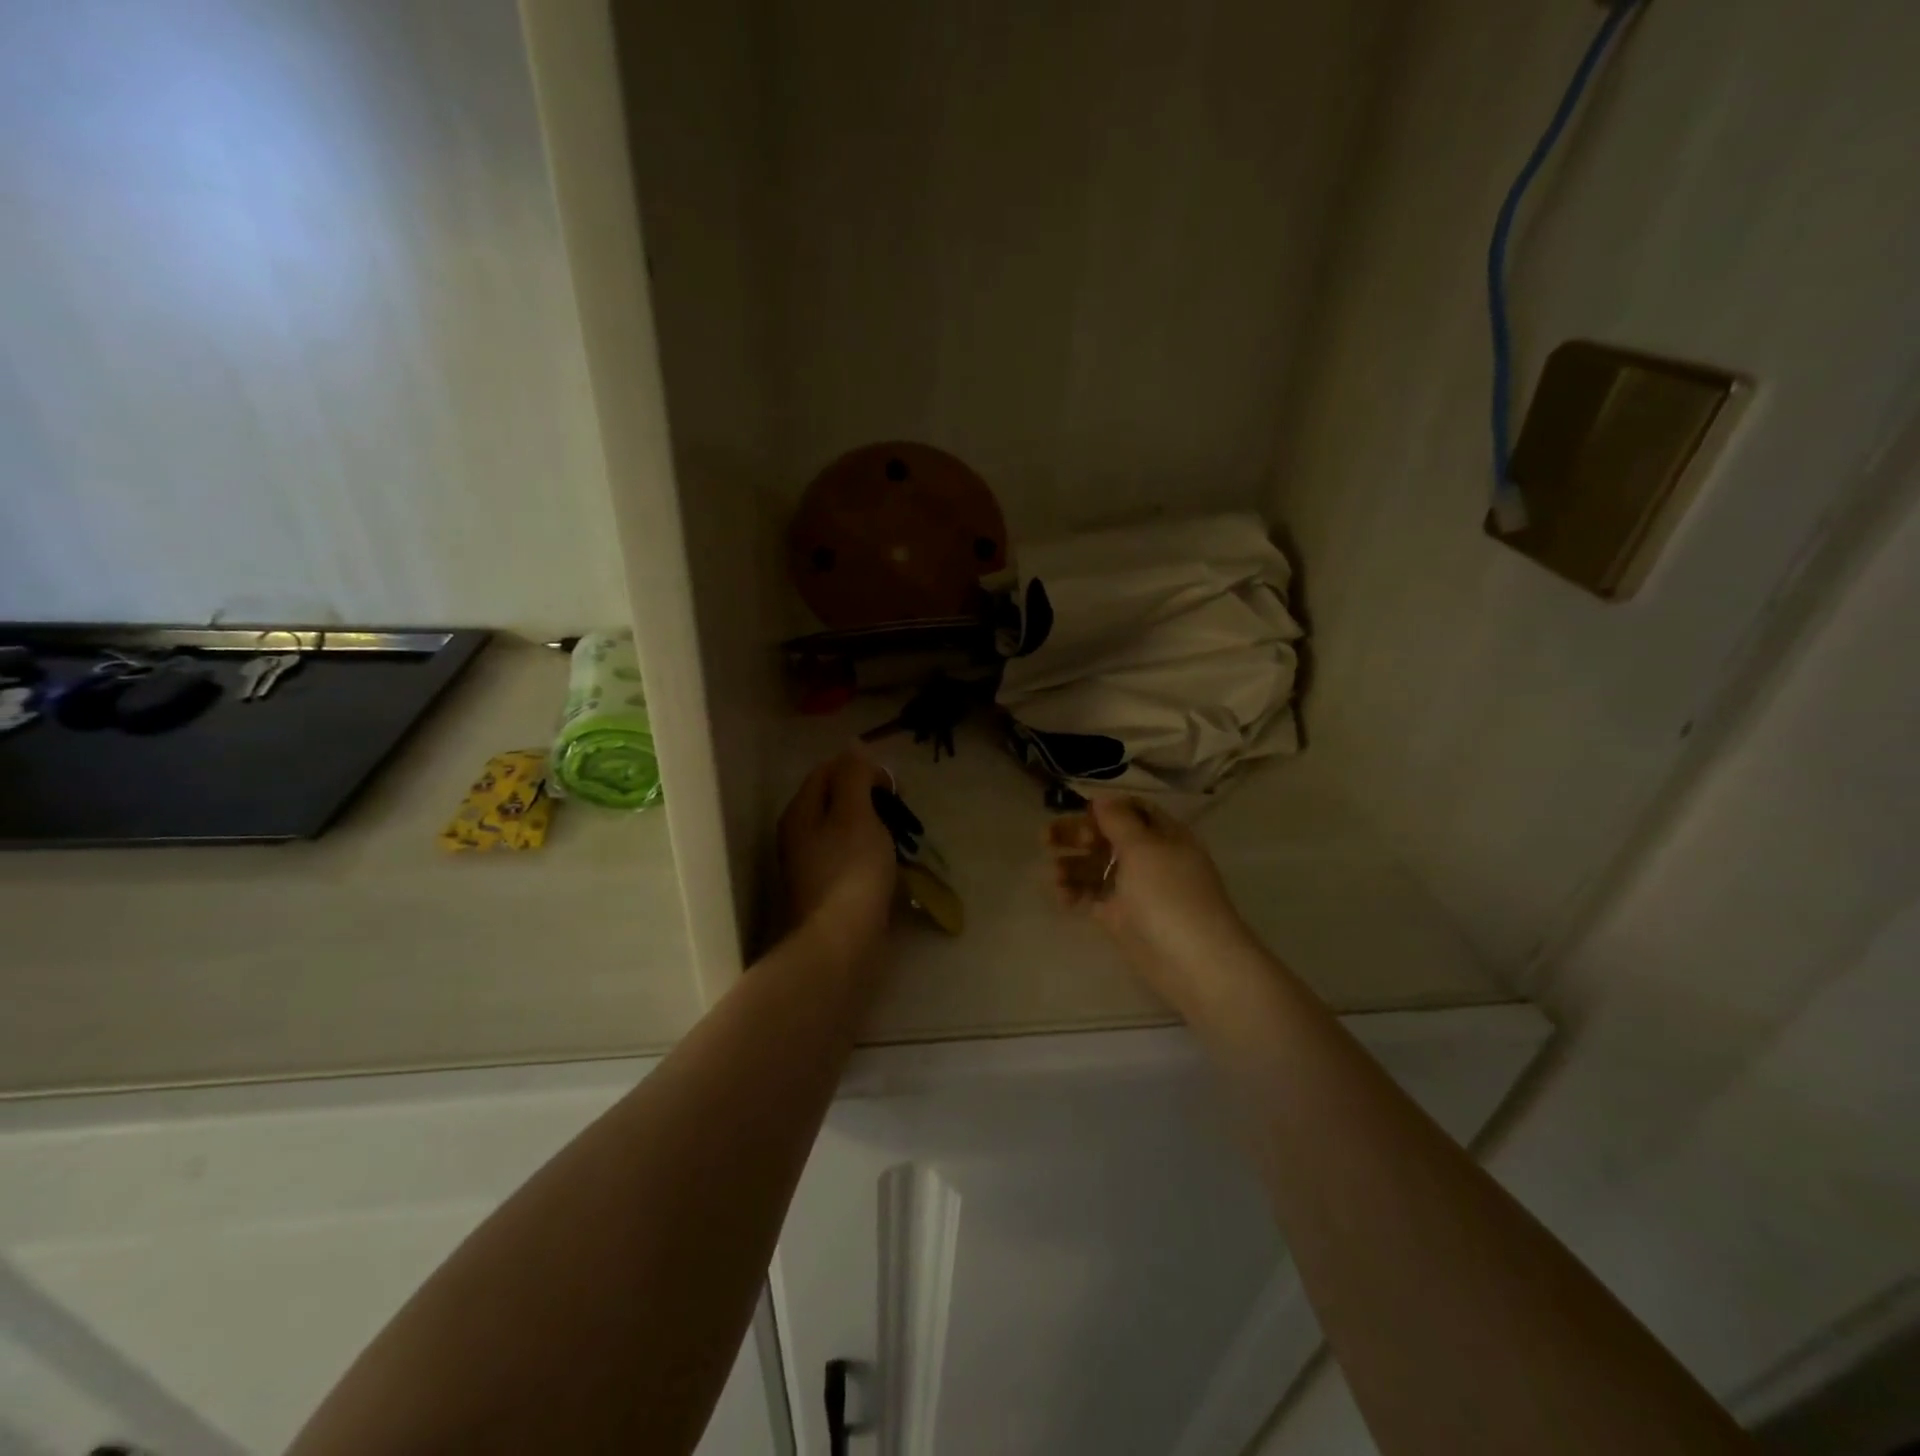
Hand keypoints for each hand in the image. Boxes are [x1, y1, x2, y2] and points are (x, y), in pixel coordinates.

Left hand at [779, 750, 898, 960]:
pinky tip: (892, 866)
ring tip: (902, 839)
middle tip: (901, 812)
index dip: (862, 769)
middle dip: (871, 799)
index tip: (894, 785)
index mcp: (801, 812)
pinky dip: (872, 855)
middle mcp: (800, 836)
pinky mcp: (829, 892)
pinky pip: (852, 859)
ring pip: (846, 831)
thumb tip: (854, 747)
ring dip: (876, 827)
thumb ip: (854, 776)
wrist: (841, 943)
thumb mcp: (855, 813)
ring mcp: (813, 866)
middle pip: (836, 800)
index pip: (827, 771)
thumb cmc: (851, 871)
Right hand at [1044, 795, 1256, 1011]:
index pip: (1132, 810)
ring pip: (1097, 867)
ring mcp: (1135, 889)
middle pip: (1107, 837)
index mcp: (1163, 835)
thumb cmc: (1169, 895)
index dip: (1104, 809)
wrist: (1192, 962)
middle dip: (1077, 835)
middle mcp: (1149, 858)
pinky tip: (1060, 896)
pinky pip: (1093, 896)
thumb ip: (1119, 821)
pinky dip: (1076, 893)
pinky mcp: (1121, 917)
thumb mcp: (1144, 848)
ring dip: (1072, 865)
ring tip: (1052, 873)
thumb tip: (1101, 799)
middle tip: (1046, 838)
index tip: (1077, 811)